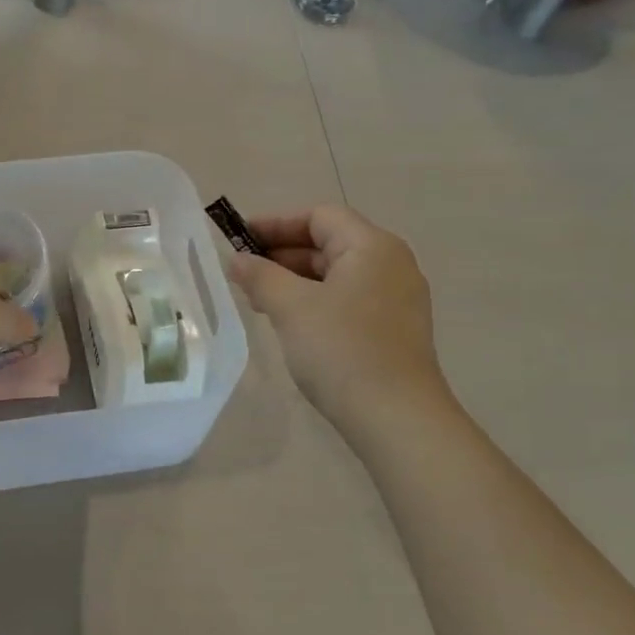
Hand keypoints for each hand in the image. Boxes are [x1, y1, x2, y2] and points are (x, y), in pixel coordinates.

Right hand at [226, 206, 444, 419]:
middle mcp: (391, 265)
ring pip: (336, 275)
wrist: (396, 418)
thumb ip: (260, 276)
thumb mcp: (291, 307)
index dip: (275, 223)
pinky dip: (315, 302)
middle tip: (242, 273)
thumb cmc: (341, 350)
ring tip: (258, 300)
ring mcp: (396, 299)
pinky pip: (347, 300)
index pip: (319, 216)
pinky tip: (289, 323)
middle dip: (281, 254)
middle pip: (329, 243)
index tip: (238, 239)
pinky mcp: (393, 330)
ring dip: (295, 280)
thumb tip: (237, 259)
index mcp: (372, 247)